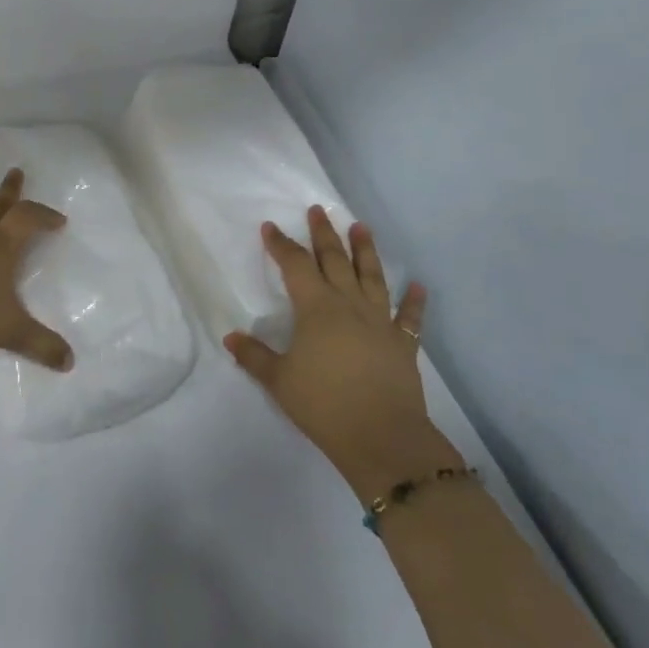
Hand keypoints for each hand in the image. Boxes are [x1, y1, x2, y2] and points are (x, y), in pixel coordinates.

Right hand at [224, 206, 450, 500]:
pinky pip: (409, 318)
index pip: (294, 266)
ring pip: (372, 277)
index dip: (281, 245)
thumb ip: (254, 356)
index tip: (270, 227)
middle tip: (318, 210)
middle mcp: (349, 305)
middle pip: (334, 261)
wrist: (381, 437)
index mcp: (316, 309)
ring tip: (362, 227)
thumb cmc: (323, 404)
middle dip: (324, 234)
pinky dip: (414, 302)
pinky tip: (419, 287)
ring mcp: (380, 322)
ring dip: (366, 251)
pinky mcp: (402, 344)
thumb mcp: (279, 381)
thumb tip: (230, 337)